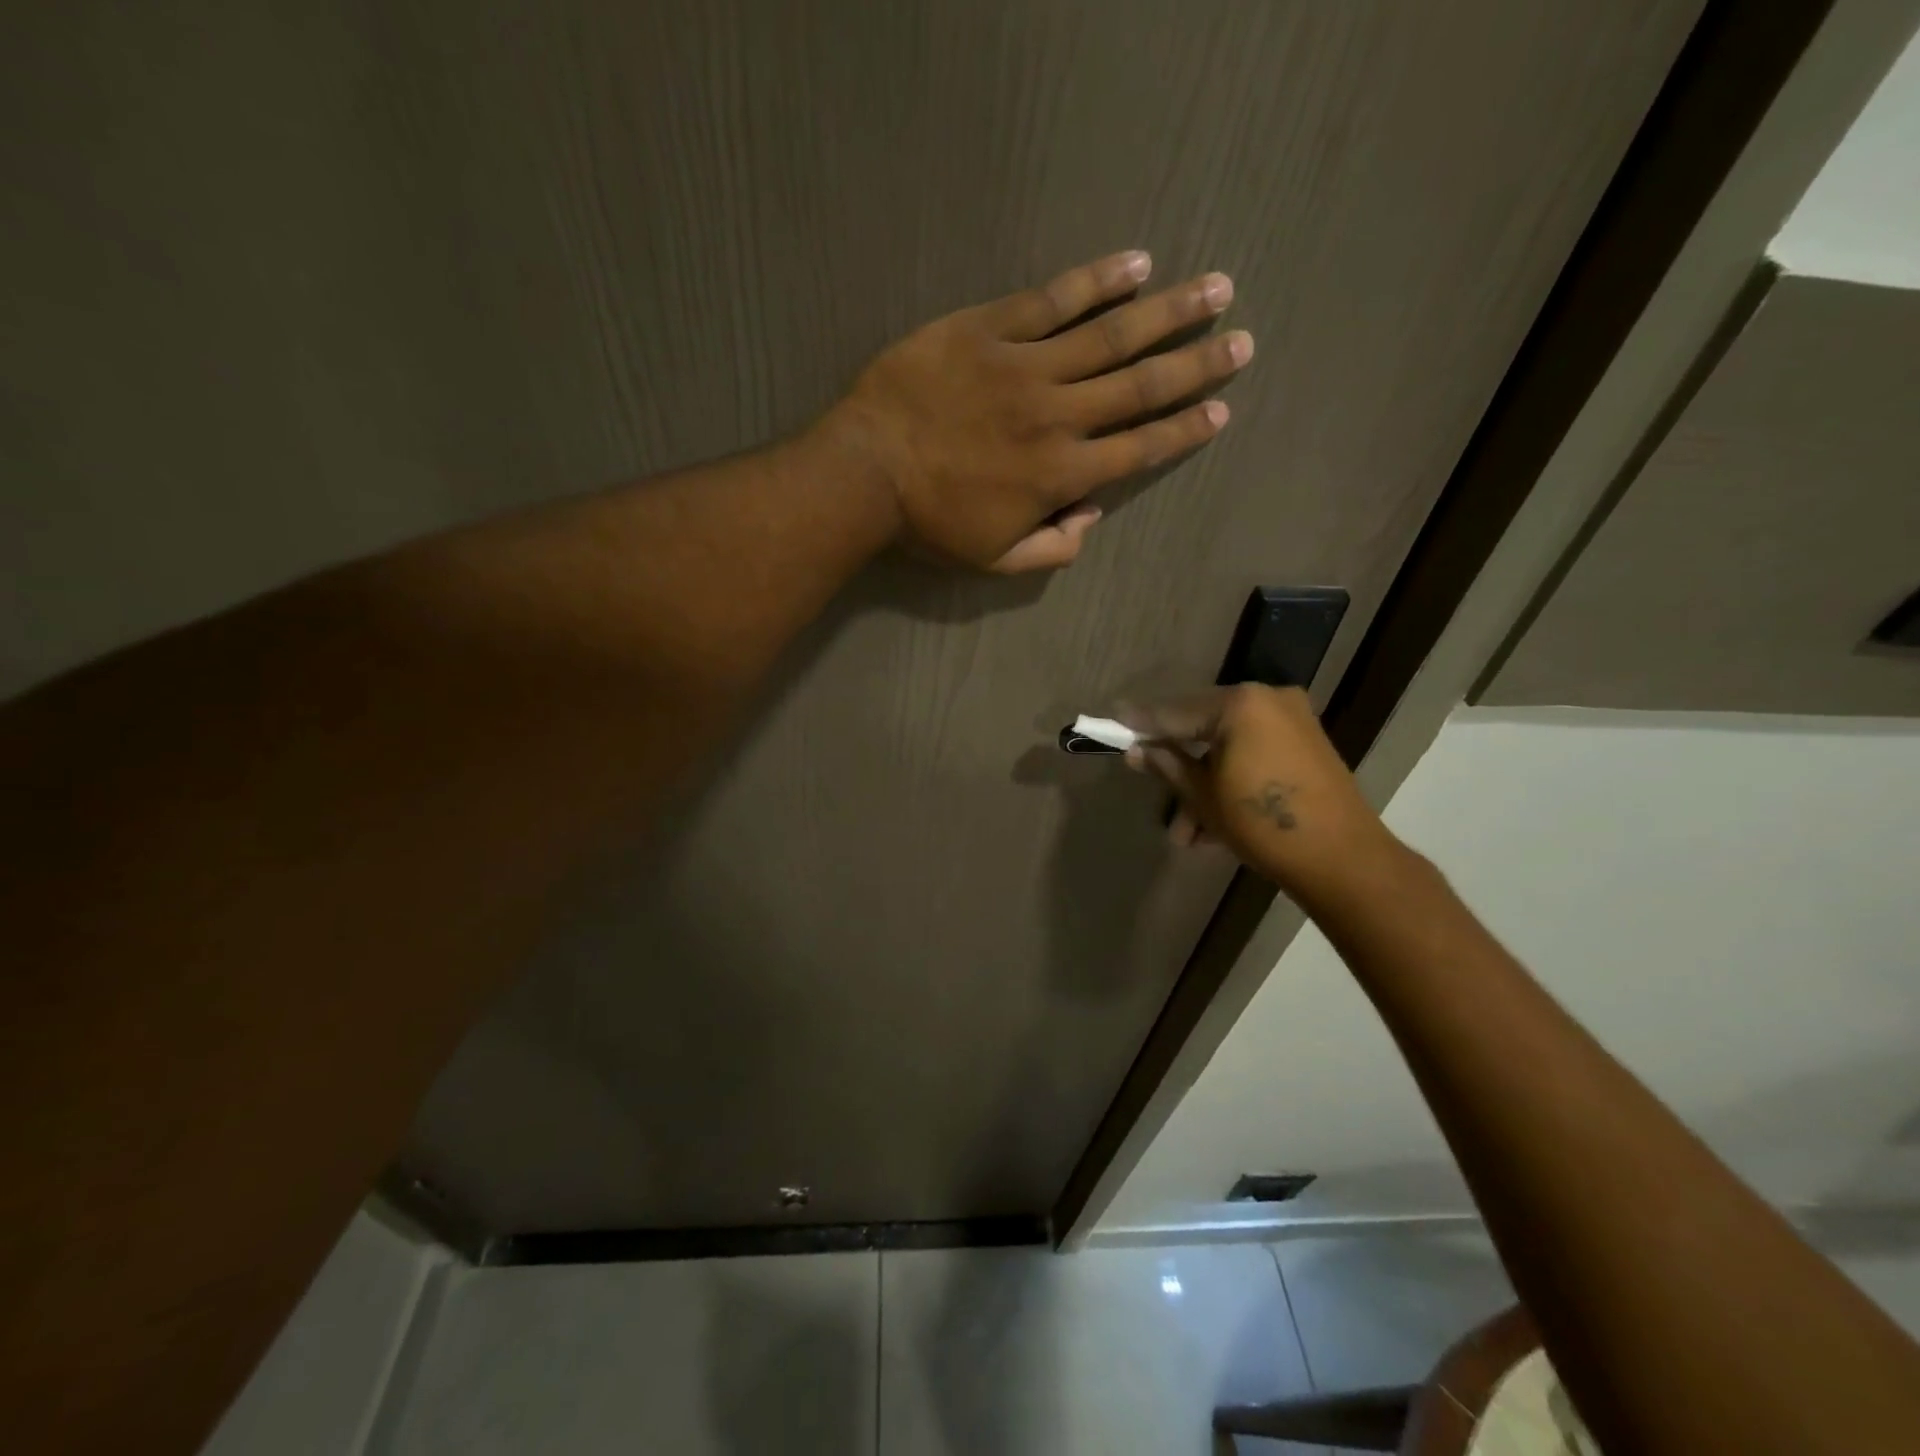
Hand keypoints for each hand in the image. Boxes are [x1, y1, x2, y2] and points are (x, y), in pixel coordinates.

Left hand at [821, 250, 1251, 572]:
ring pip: (1110, 335)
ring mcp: (1026, 367)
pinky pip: (1053, 299)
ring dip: (1167, 312)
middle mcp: (1058, 416)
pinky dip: (1097, 281)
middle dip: (1196, 365)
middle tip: (1241, 341)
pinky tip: (1134, 262)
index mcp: (1061, 474)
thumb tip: (1091, 516)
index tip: (1221, 410)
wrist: (866, 473)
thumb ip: (1052, 547)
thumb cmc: (930, 524)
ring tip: (1214, 288)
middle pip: (1140, 386)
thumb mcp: (995, 560)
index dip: (1184, 430)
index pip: (1139, 448)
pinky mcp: (990, 330)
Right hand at [1120, 686, 1401, 908]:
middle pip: (1202, 726)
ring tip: (1186, 834)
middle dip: (1176, 763)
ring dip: (1203, 784)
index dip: (1141, 722)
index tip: (1112, 719)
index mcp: (1239, 704)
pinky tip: (1212, 825)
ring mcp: (1291, 719)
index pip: (1175, 712)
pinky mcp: (1305, 742)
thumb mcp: (1202, 795)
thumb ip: (1166, 764)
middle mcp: (1266, 699)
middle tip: (1149, 785)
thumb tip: (1135, 750)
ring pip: (1227, 746)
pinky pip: (1252, 752)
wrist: (1342, 858)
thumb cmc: (1261, 823)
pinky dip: (1230, 778)